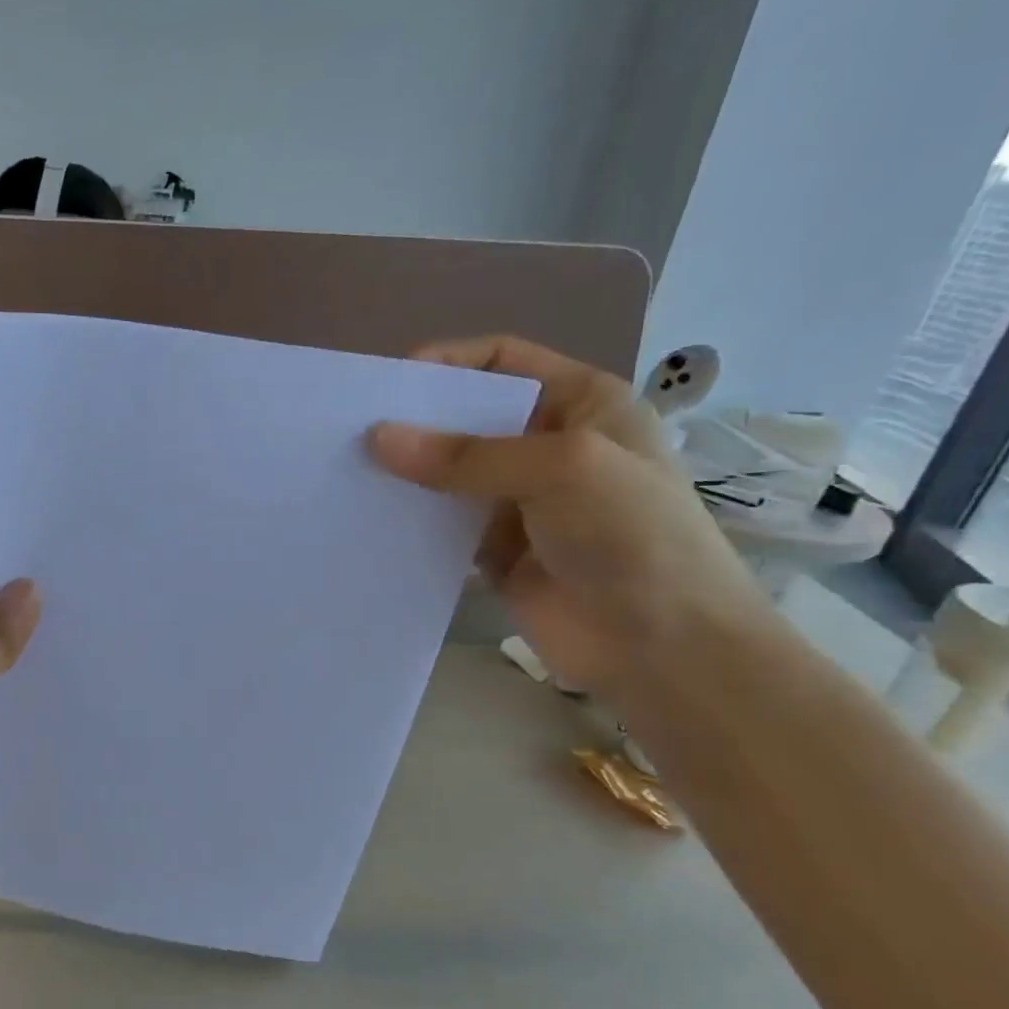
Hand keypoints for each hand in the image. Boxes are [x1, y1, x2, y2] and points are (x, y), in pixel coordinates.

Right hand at [369, 336, 768, 695]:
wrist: (662, 647)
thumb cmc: (631, 536)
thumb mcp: (561, 471)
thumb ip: (467, 456)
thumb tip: (378, 438)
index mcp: (580, 404)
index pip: (503, 361)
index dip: (447, 362)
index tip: (386, 384)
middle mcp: (545, 445)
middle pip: (467, 417)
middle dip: (415, 421)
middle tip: (350, 432)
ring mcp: (518, 502)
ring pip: (448, 474)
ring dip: (407, 473)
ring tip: (346, 474)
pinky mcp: (493, 552)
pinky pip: (441, 526)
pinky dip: (411, 521)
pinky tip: (370, 520)